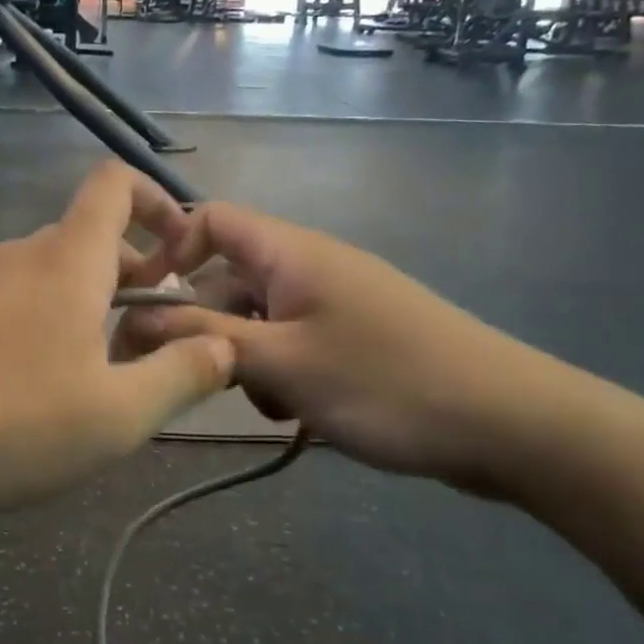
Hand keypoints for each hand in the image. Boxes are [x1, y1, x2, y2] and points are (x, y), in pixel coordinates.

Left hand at [0, 163, 235, 529]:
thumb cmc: (8, 424)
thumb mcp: (116, 416)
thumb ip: (182, 375)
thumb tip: (224, 344)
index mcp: (66, 261)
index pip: (113, 184)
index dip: (155, 200)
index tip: (180, 254)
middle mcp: (14, 256)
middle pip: (83, 241)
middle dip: (126, 277)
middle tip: (145, 340)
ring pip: (41, 278)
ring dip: (78, 309)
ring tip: (87, 377)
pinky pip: (0, 305)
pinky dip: (31, 327)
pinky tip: (20, 393)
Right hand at [116, 203, 563, 491]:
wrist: (510, 424)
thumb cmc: (387, 382)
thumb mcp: (282, 362)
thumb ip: (204, 337)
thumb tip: (133, 316)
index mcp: (291, 251)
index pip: (211, 219)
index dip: (171, 251)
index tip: (146, 305)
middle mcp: (309, 265)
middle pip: (229, 277)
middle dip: (206, 325)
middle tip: (194, 378)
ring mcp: (334, 301)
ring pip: (259, 317)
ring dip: (245, 357)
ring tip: (264, 401)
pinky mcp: (353, 336)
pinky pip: (292, 342)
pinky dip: (279, 371)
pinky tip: (294, 411)